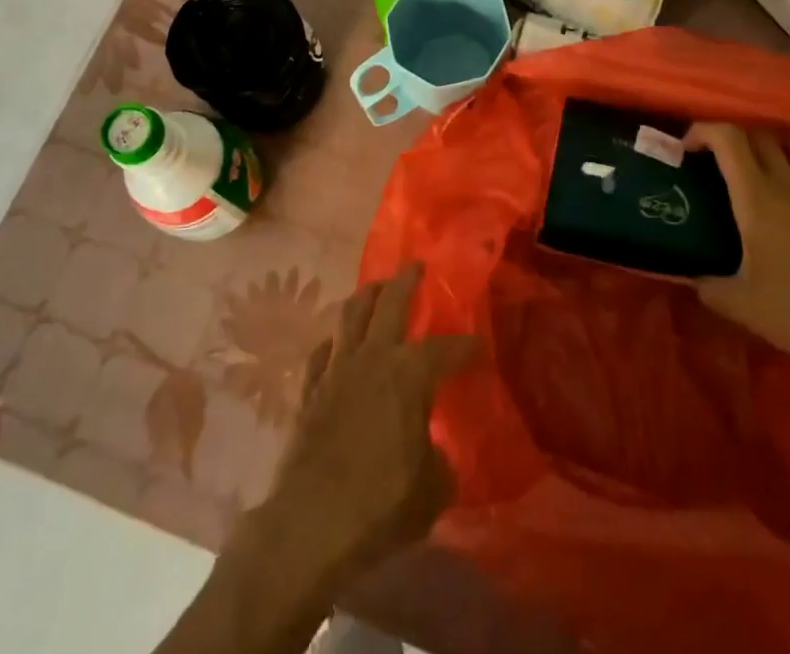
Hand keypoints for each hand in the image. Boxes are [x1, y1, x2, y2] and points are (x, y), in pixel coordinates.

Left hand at [257, 263, 476, 590]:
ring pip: (351, 314)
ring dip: (366, 295)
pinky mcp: (309, 389)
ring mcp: (336, 369)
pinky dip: (334, 341)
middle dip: (406, 281)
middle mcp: (373, 357)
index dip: (466, 346)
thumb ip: (440, 461)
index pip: (446, 349)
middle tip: (415, 266)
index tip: (479, 345)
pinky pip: (322, 351)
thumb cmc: (382, 504)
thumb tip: (435, 452)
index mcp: (409, 374)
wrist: (311, 524)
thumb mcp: (433, 489)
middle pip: (390, 302)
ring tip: (376, 287)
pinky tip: (337, 342)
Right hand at [684, 123, 789, 383]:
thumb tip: (687, 276)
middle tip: (719, 161)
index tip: (688, 148)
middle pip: (760, 134)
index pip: (728, 139)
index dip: (703, 131)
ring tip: (759, 170)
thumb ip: (707, 286)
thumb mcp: (742, 307)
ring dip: (770, 147)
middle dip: (733, 138)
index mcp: (759, 199)